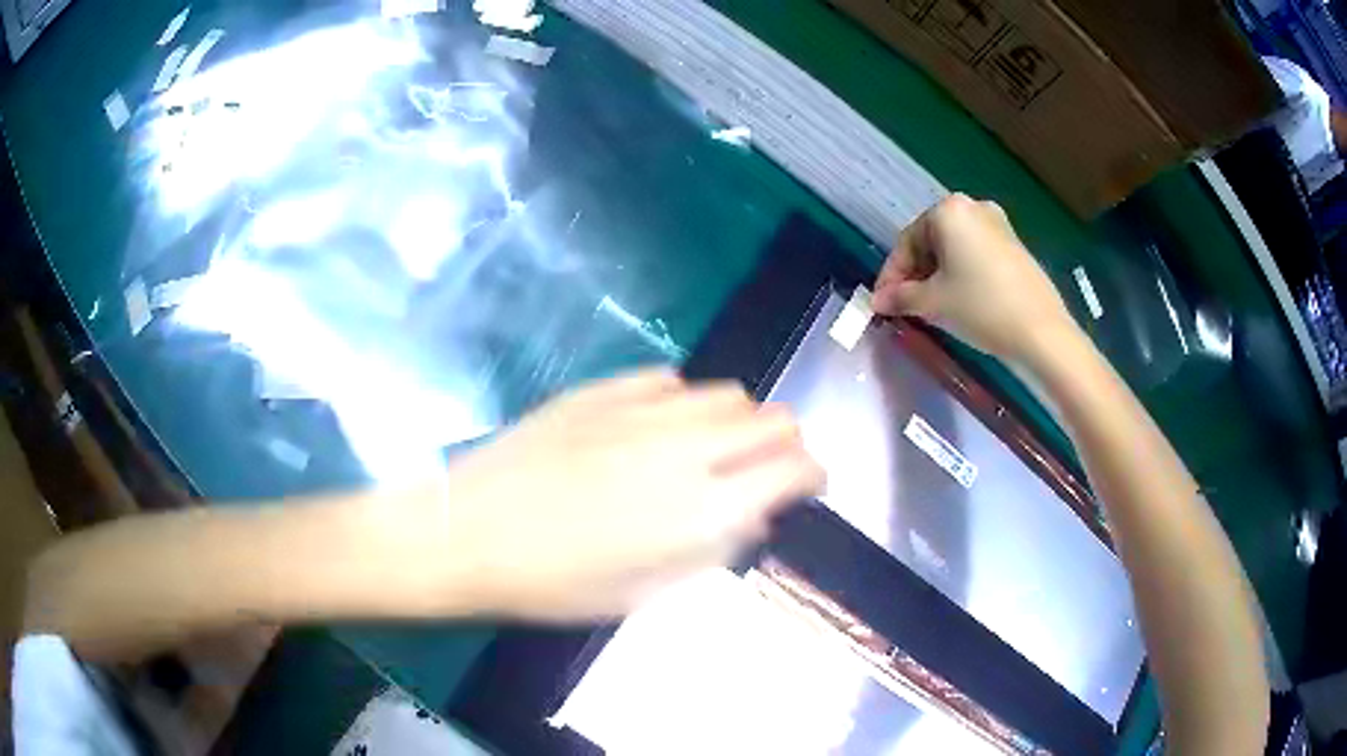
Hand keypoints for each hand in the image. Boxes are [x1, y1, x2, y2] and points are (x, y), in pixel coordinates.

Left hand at [393, 369, 824, 620]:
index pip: (795, 467)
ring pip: (727, 392)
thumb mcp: (643, 594)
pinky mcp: (602, 390)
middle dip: (784, 444)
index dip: (812, 475)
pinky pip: (668, 380)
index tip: (805, 488)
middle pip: (773, 418)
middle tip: (763, 471)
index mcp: (701, 508)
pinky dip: (682, 403)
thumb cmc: (553, 584)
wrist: (467, 533)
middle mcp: (684, 448)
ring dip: (737, 420)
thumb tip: (752, 516)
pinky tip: (656, 428)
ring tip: (711, 449)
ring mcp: (641, 410)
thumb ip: (710, 551)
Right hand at [874, 194, 1077, 363]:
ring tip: (931, 307)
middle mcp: (973, 207)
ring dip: (937, 275)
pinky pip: (976, 254)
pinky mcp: (1015, 245)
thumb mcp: (933, 303)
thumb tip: (877, 301)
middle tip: (906, 306)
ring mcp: (998, 224)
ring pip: (954, 249)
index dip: (891, 275)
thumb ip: (900, 297)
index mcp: (948, 210)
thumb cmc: (980, 307)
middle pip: (931, 241)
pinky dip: (961, 273)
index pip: (907, 242)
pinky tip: (960, 301)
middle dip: (915, 274)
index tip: (883, 303)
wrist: (1041, 331)